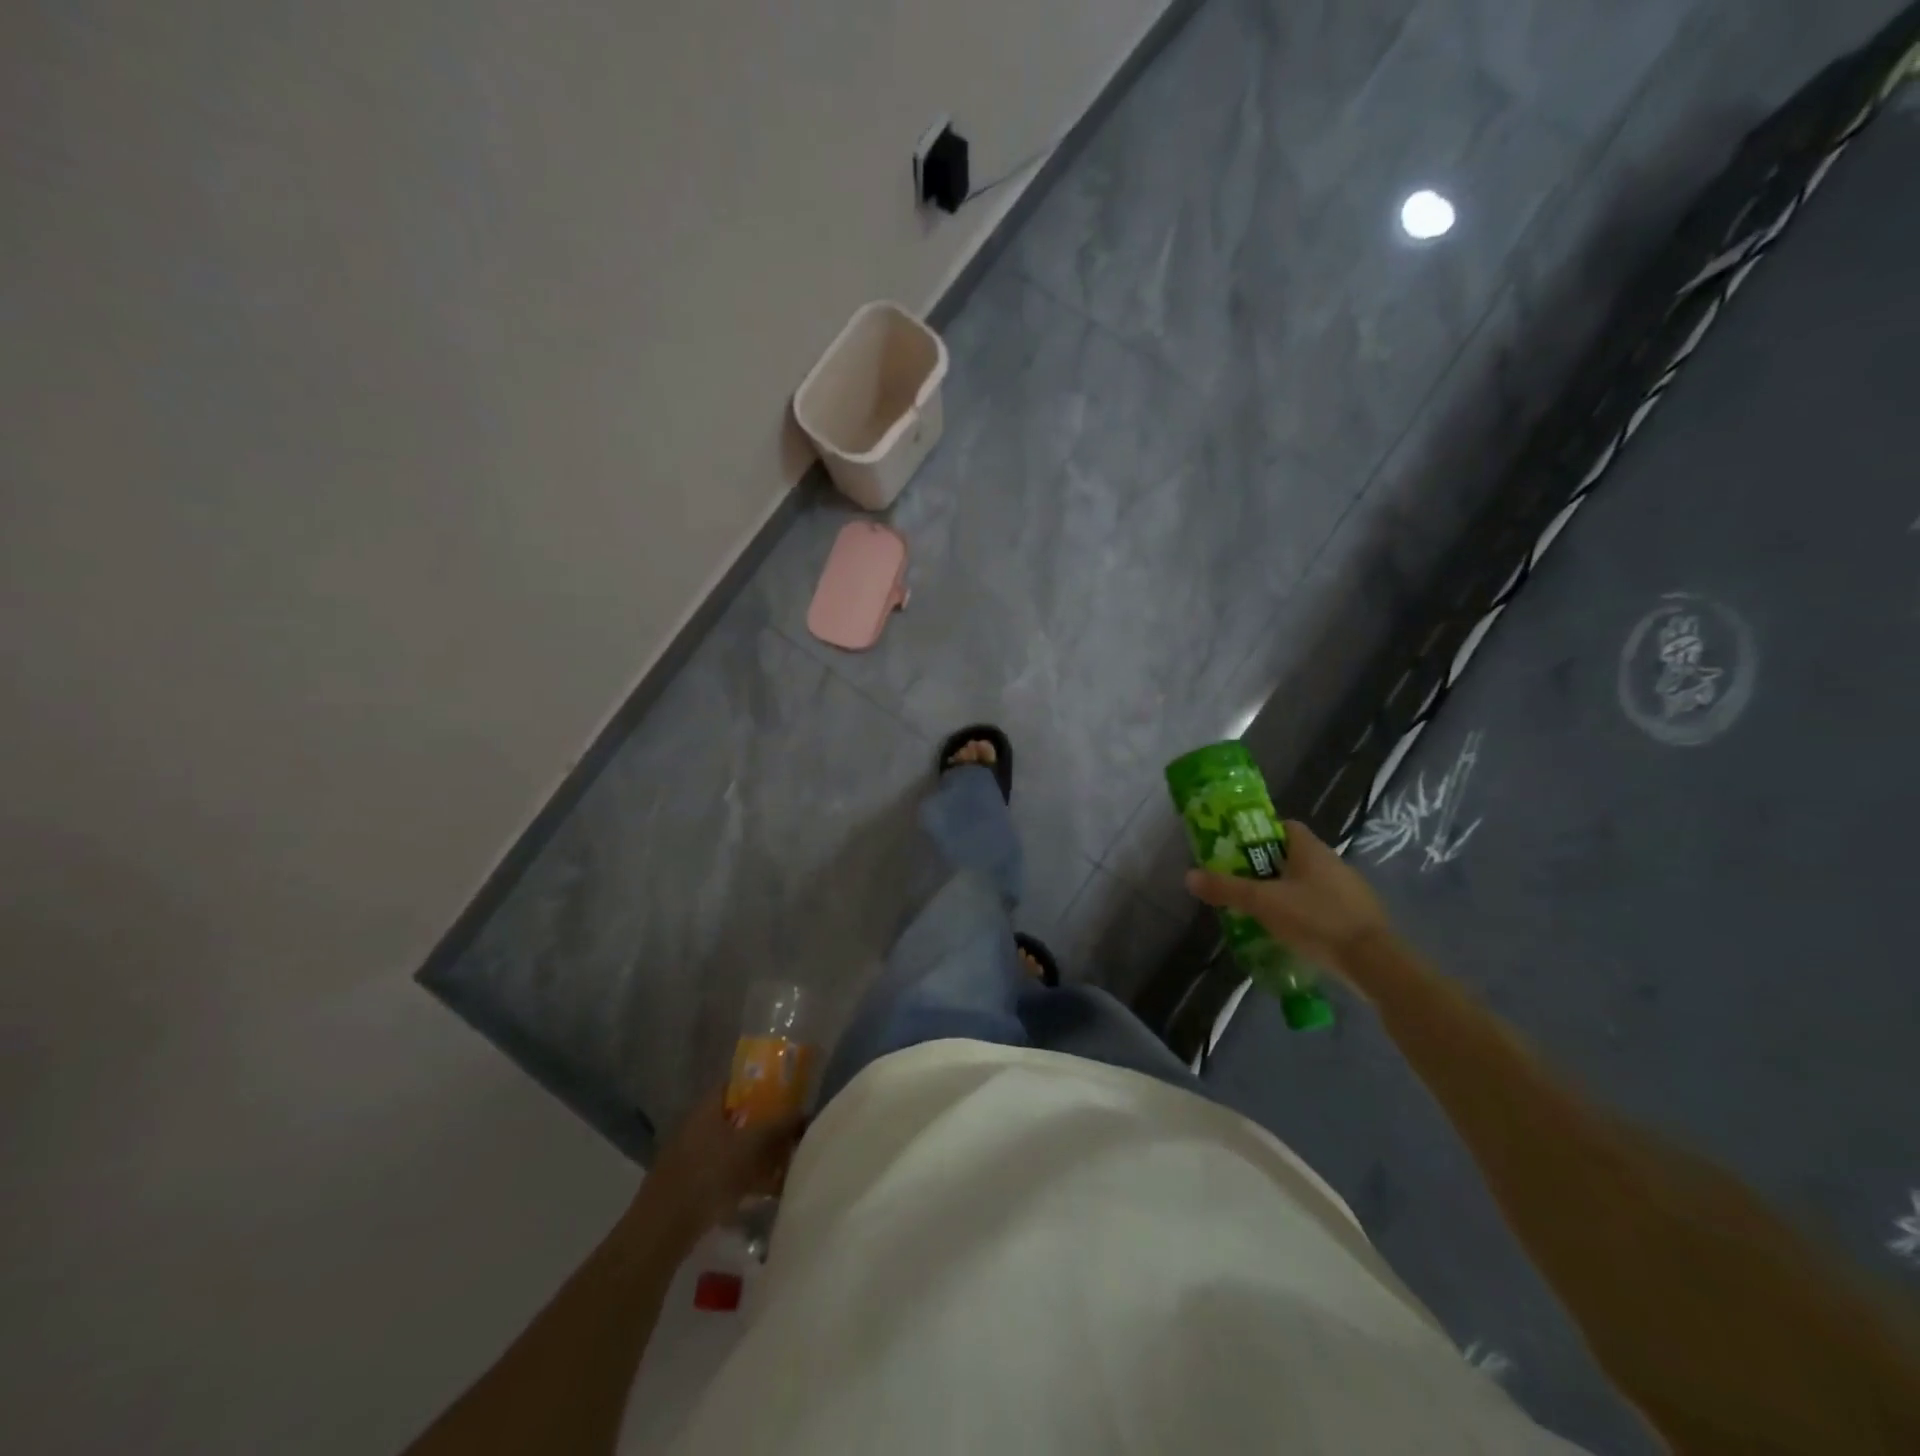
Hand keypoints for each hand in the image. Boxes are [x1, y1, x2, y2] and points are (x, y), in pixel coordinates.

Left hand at [627, 1089, 805, 1247]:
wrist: (661, 1231)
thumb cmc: (707, 1176)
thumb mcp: (749, 1147)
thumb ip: (778, 1126)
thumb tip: (803, 1111)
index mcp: (707, 1107)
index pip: (738, 1083)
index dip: (763, 1084)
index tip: (788, 1094)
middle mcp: (697, 1125)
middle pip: (738, 1115)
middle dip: (764, 1123)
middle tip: (790, 1132)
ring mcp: (690, 1155)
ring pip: (732, 1145)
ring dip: (756, 1153)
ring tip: (782, 1165)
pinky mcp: (689, 1183)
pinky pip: (723, 1171)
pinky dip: (743, 1176)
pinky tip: (762, 1192)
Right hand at [1185, 819, 1393, 976]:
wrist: (1373, 962)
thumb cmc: (1316, 919)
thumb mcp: (1262, 903)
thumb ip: (1226, 889)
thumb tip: (1188, 876)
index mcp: (1311, 848)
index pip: (1283, 826)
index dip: (1259, 834)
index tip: (1237, 850)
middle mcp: (1332, 861)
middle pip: (1292, 855)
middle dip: (1266, 866)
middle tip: (1242, 883)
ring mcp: (1348, 889)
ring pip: (1308, 881)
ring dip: (1285, 891)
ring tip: (1260, 910)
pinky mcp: (1357, 916)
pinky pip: (1322, 904)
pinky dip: (1304, 912)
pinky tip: (1290, 931)